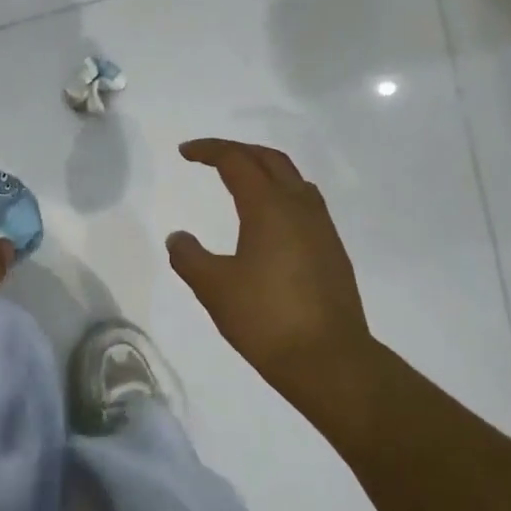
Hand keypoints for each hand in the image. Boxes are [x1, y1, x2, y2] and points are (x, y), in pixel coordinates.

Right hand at [167, 139, 374, 415]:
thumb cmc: (265, 318)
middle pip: (270, 160)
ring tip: (241, 182)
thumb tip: (178, 237)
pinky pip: (306, 204)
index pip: (236, 161)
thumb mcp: (213, 288)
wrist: (329, 360)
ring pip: (294, 180)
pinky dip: (282, 195)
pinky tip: (270, 221)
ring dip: (265, 170)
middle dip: (239, 151)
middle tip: (211, 157)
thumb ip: (189, 257)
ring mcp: (322, 228)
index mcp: (269, 207)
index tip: (185, 153)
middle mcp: (300, 207)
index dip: (209, 150)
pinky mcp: (333, 251)